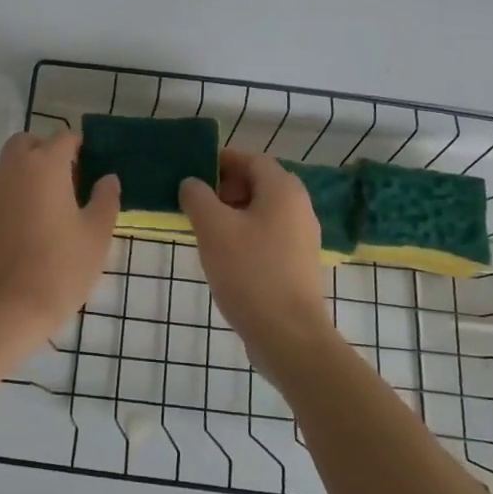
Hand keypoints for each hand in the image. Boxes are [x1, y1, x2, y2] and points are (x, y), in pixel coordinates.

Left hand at [0, 130, 118, 345]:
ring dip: (29, 173)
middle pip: (29, 143)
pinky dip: (14, 194)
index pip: (65, 137)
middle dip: (48, 153)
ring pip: (11, 165)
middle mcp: (13, 168)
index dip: (82, 149)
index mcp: (45, 165)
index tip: (94, 171)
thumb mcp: (96, 235)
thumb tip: (107, 178)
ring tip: (51, 207)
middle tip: (69, 184)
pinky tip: (29, 226)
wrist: (5, 310)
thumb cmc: (60, 268)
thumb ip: (105, 199)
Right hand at [180, 151, 333, 367]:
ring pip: (261, 211)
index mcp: (283, 190)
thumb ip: (197, 197)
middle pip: (258, 183)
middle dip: (224, 188)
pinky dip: (244, 234)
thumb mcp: (213, 228)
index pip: (250, 158)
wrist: (287, 335)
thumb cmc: (249, 272)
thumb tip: (191, 183)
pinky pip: (267, 235)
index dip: (220, 160)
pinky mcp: (297, 263)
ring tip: (202, 229)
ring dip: (231, 213)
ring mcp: (301, 237)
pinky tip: (222, 254)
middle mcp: (298, 207)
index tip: (191, 171)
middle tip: (194, 202)